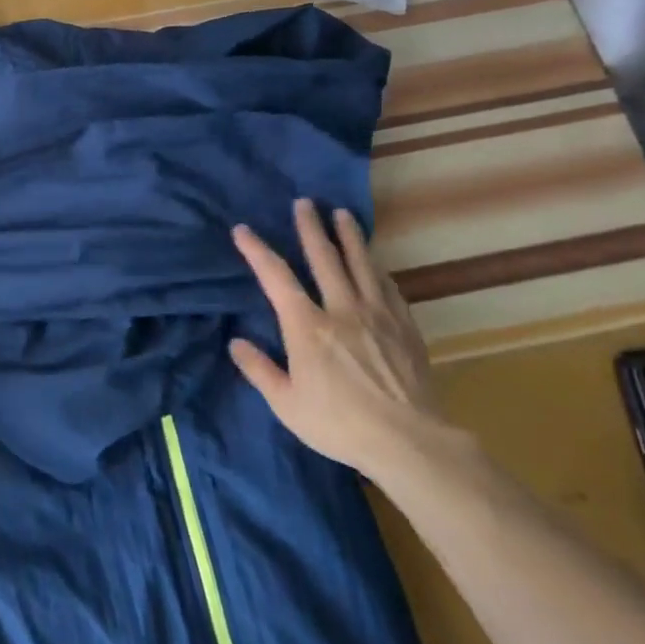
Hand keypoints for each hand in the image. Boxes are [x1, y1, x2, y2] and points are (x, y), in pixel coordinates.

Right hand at [229, 199, 451, 480]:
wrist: (409, 441)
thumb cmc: (339, 424)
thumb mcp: (286, 404)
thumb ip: (259, 369)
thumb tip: (235, 342)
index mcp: (307, 326)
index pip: (276, 277)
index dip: (257, 251)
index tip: (243, 230)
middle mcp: (341, 309)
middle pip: (324, 257)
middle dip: (311, 227)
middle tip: (305, 202)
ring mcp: (377, 315)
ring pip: (360, 264)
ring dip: (349, 236)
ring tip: (342, 214)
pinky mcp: (404, 327)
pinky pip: (388, 287)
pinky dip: (377, 270)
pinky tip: (376, 264)